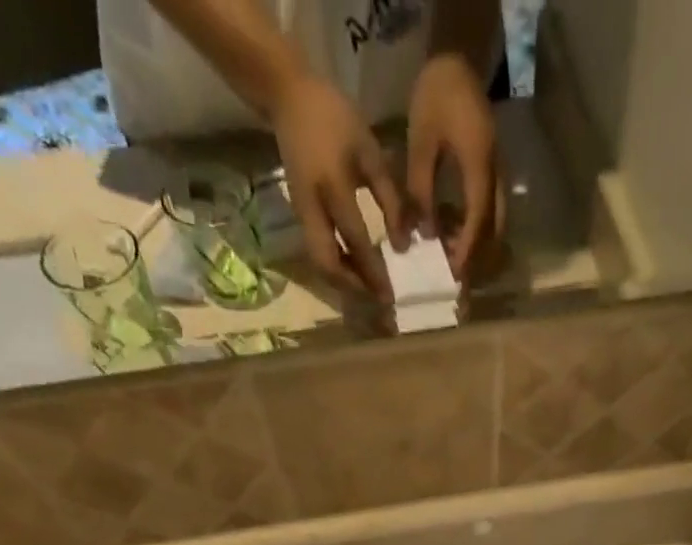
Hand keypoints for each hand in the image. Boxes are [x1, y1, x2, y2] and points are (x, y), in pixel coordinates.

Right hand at [272, 70, 406, 299]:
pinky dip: (336, 268)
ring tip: (369, 289)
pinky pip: (317, 252)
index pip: (356, 241)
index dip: (374, 271)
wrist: (289, 99)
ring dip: (344, 282)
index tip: (391, 294)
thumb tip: (403, 246)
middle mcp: (313, 209)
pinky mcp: (300, 217)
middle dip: (353, 287)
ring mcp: (302, 215)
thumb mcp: (370, 153)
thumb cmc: (337, 120)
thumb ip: (389, 199)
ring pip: (320, 263)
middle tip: (378, 298)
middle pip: (328, 265)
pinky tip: (355, 271)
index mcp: (333, 187)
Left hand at [406, 54, 504, 277]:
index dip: (467, 249)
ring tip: (453, 256)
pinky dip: (478, 229)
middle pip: (495, 229)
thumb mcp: (420, 144)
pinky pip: (492, 210)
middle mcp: (496, 174)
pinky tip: (455, 231)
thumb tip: (424, 235)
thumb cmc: (436, 98)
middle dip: (478, 256)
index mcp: (479, 166)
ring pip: (496, 223)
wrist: (457, 62)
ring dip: (479, 245)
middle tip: (456, 274)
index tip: (455, 273)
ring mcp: (499, 173)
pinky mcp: (494, 172)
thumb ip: (421, 191)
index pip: (478, 219)